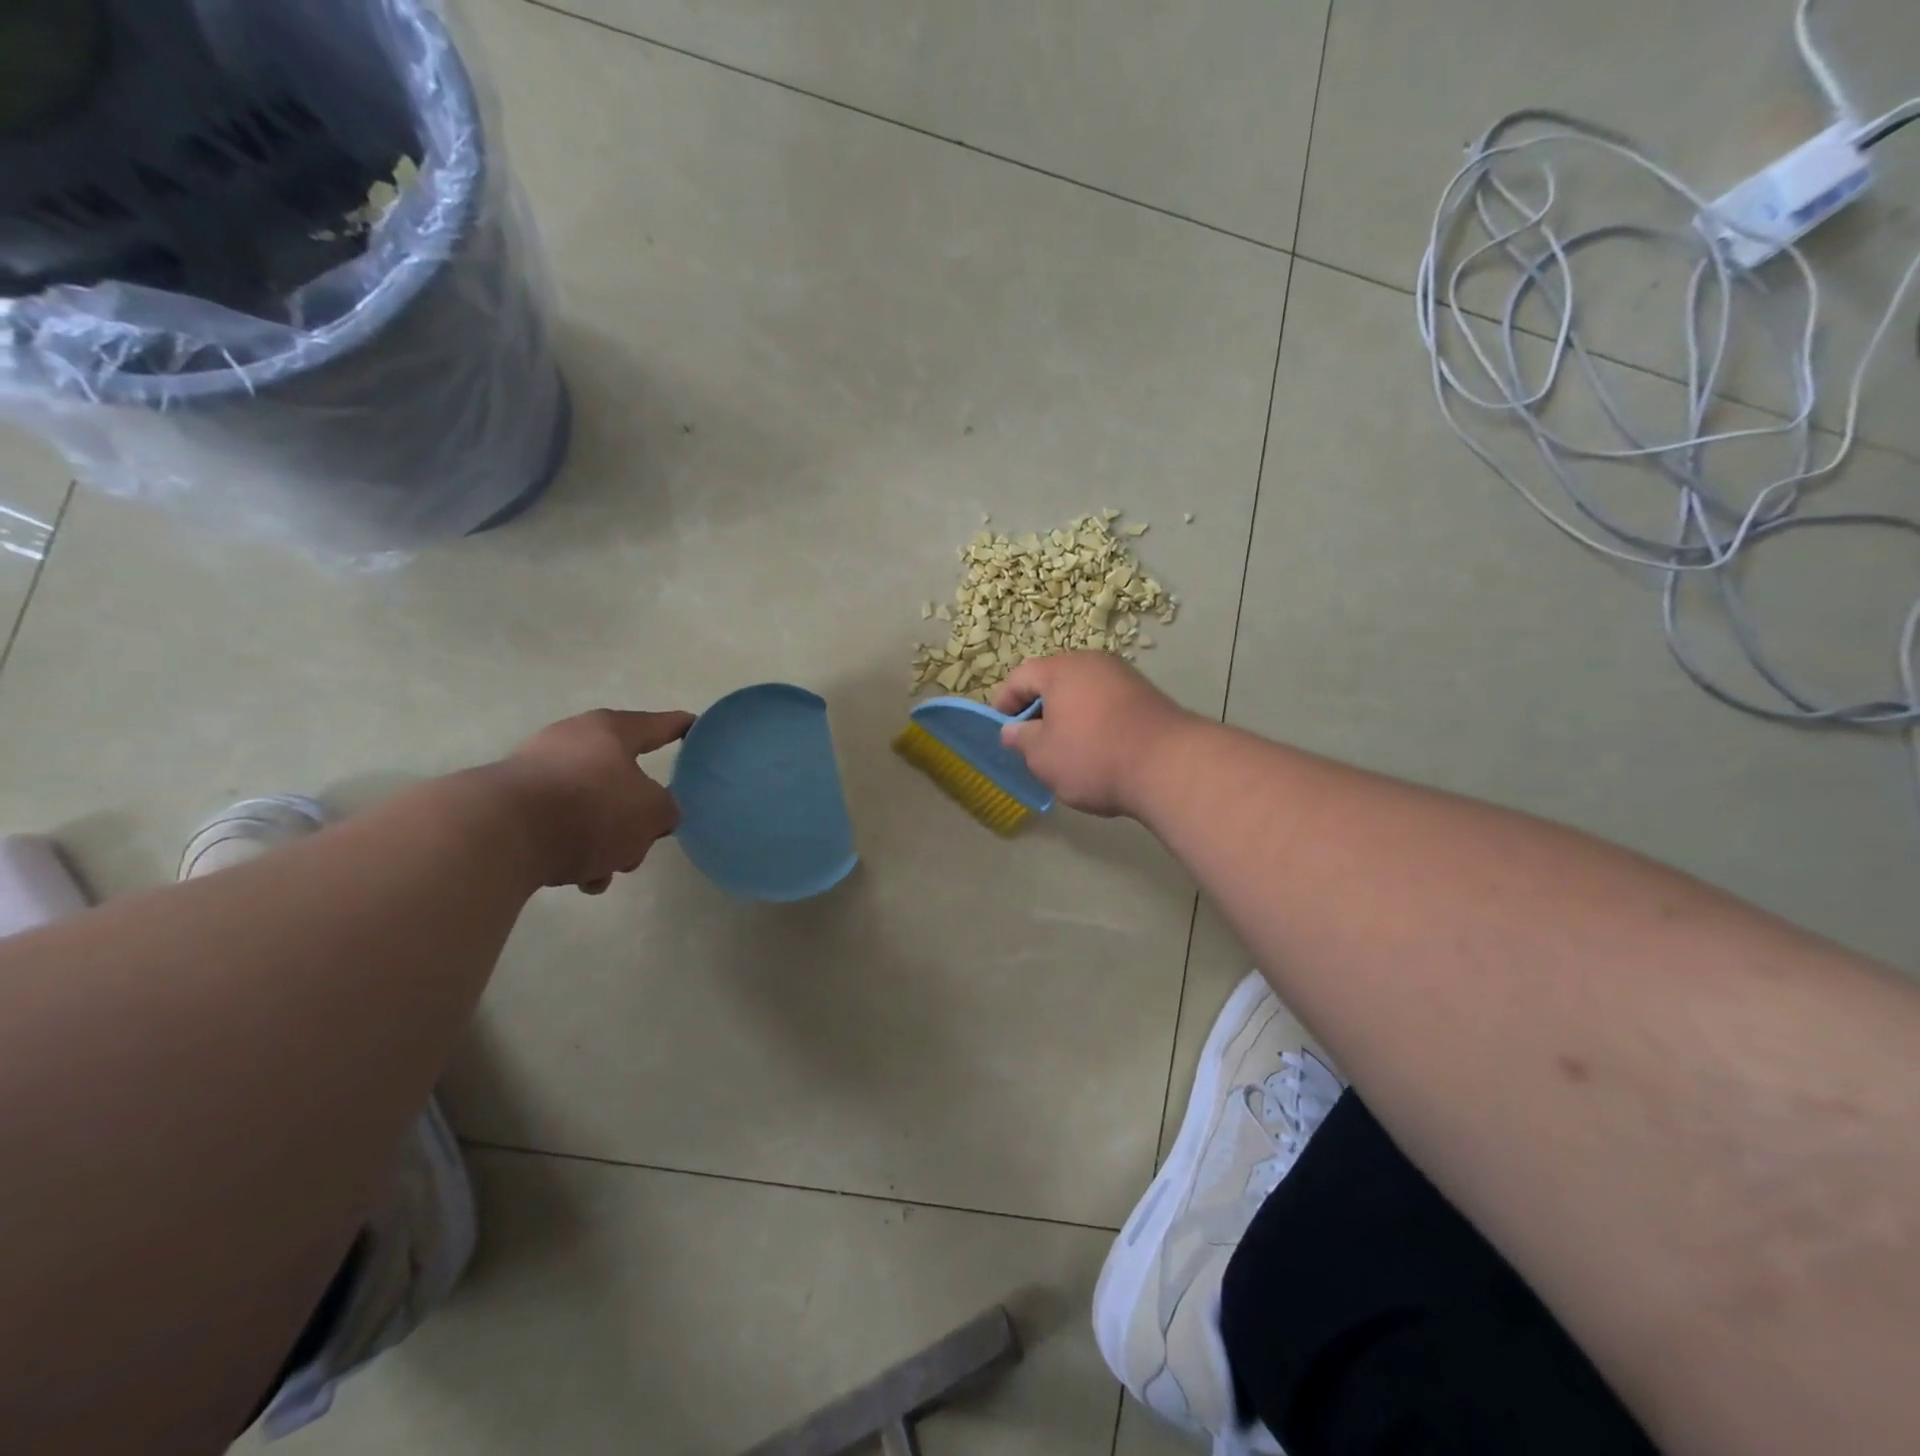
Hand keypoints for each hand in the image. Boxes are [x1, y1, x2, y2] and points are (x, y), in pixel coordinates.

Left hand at [501, 709, 694, 892]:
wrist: (497, 835)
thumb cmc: (590, 808)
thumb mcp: (652, 812)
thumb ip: (665, 811)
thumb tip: (653, 815)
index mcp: (610, 730)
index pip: (658, 725)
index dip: (680, 727)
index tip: (695, 727)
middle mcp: (571, 741)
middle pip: (621, 777)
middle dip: (636, 815)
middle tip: (644, 839)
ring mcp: (534, 771)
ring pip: (589, 807)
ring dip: (605, 840)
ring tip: (606, 872)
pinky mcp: (508, 805)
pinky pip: (557, 827)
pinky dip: (573, 851)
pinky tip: (578, 879)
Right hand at [991, 653, 1195, 817]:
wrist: (1169, 765)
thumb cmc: (1093, 756)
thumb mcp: (1043, 756)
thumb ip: (1021, 740)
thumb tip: (1012, 731)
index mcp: (1061, 669)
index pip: (1021, 677)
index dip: (1004, 703)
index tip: (1001, 730)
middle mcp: (1093, 662)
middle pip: (1054, 681)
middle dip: (1038, 710)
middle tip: (1030, 742)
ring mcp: (1124, 677)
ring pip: (1083, 693)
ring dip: (1068, 717)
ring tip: (1064, 750)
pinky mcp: (1147, 696)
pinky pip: (1107, 704)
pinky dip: (1094, 722)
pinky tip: (1097, 750)